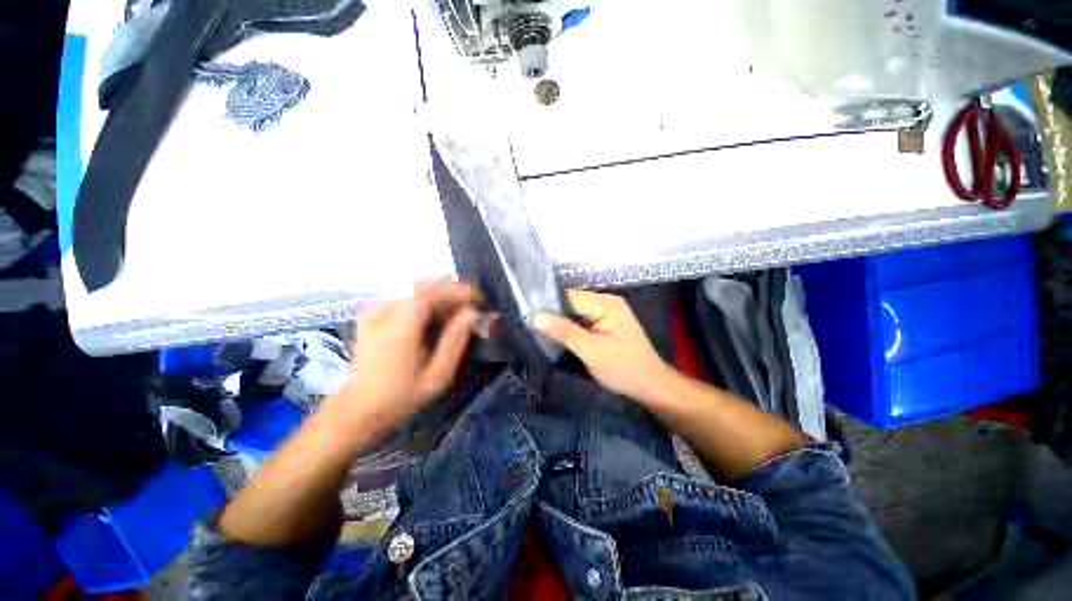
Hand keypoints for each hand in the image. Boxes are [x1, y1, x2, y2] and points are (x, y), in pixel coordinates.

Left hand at [321, 283, 479, 440]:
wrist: (357, 409)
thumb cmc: (401, 397)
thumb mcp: (437, 376)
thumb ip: (455, 341)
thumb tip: (472, 313)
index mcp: (401, 327)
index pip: (433, 293)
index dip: (460, 292)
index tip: (480, 300)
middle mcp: (384, 311)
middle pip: (423, 284)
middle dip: (452, 289)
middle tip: (472, 304)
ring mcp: (374, 309)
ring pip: (413, 286)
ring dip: (439, 292)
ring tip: (457, 309)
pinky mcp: (370, 313)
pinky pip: (403, 294)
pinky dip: (424, 297)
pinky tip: (435, 312)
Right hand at [535, 290, 672, 402]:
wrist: (651, 386)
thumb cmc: (623, 368)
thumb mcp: (591, 351)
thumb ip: (564, 332)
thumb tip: (536, 317)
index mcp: (606, 303)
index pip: (569, 296)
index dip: (549, 305)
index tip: (527, 315)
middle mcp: (607, 302)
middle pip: (572, 302)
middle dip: (554, 314)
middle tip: (530, 325)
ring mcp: (608, 312)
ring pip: (576, 312)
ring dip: (561, 322)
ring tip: (539, 330)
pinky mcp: (606, 324)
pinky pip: (582, 320)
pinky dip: (571, 328)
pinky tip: (558, 336)